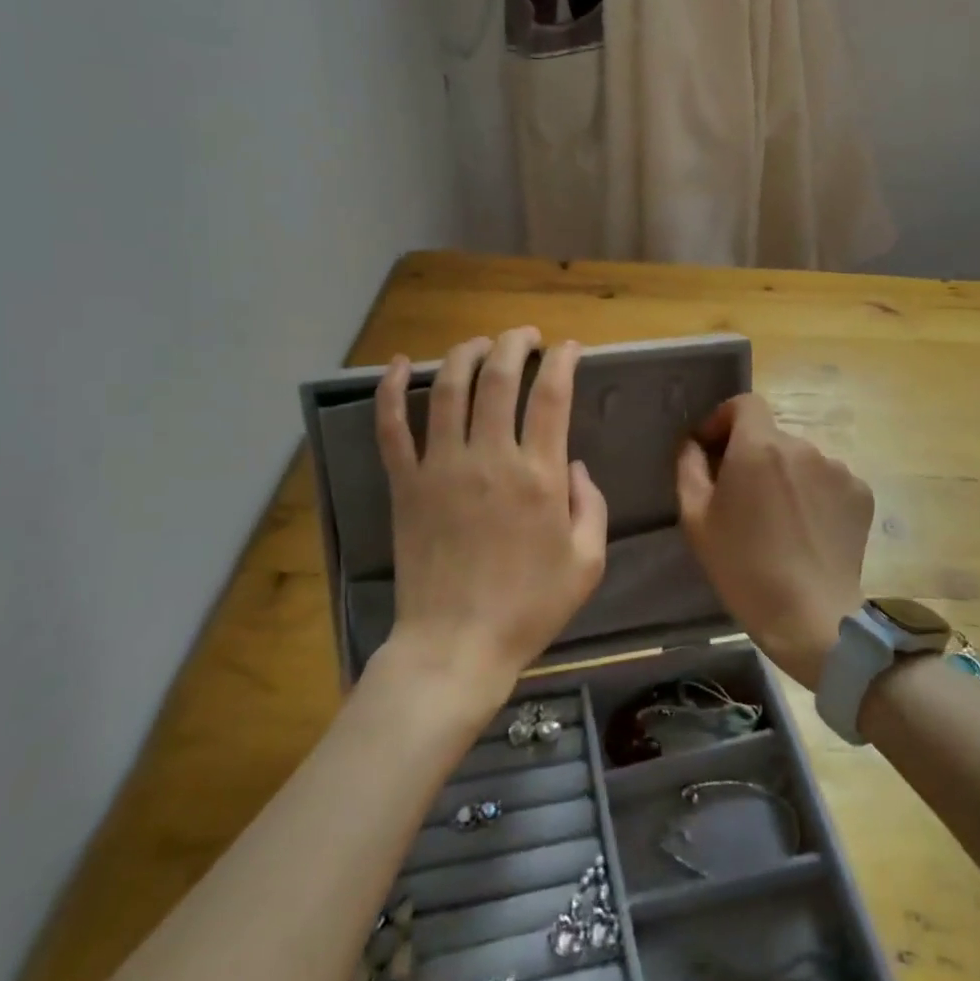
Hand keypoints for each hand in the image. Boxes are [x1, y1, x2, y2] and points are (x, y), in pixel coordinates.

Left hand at [375, 328, 608, 710]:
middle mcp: (489, 458)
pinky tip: (395, 364)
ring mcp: (441, 467)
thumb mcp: (587, 562)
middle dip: (513, 344)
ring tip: (480, 342)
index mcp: (538, 475)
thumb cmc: (529, 607)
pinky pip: (391, 428)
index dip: (561, 360)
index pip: (551, 395)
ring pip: (447, 388)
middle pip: (498, 378)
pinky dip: (388, 390)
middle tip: (524, 336)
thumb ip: (591, 506)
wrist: (456, 645)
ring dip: (464, 354)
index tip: (567, 348)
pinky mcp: (405, 484)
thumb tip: (574, 466)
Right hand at [675, 395, 874, 689]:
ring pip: (801, 460)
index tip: (714, 451)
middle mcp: (803, 446)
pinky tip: (807, 530)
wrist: (810, 615)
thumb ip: (689, 467)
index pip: (745, 403)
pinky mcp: (861, 493)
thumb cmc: (742, 566)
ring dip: (785, 476)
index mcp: (759, 446)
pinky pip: (828, 481)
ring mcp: (838, 469)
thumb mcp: (696, 517)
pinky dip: (814, 495)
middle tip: (742, 498)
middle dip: (753, 456)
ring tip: (778, 520)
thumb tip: (695, 444)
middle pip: (771, 436)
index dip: (725, 420)